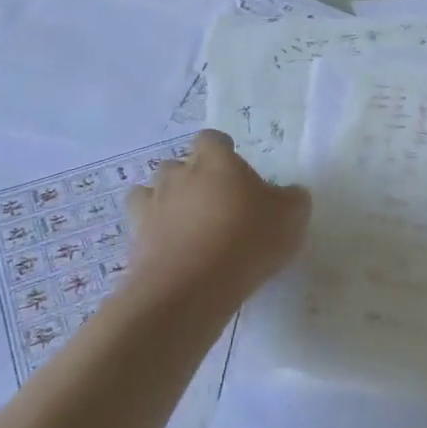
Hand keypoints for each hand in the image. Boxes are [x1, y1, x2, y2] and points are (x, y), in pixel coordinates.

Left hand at [127, 130, 309, 303]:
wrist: (190, 288)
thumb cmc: (246, 239)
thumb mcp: (290, 217)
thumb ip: (292, 199)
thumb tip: (290, 194)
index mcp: (215, 161)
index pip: (211, 139)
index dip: (221, 152)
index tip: (235, 171)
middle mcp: (178, 176)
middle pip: (178, 165)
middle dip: (191, 178)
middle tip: (214, 203)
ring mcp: (151, 207)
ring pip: (151, 193)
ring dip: (166, 204)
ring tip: (186, 227)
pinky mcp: (134, 242)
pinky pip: (142, 229)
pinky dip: (153, 236)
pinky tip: (172, 253)